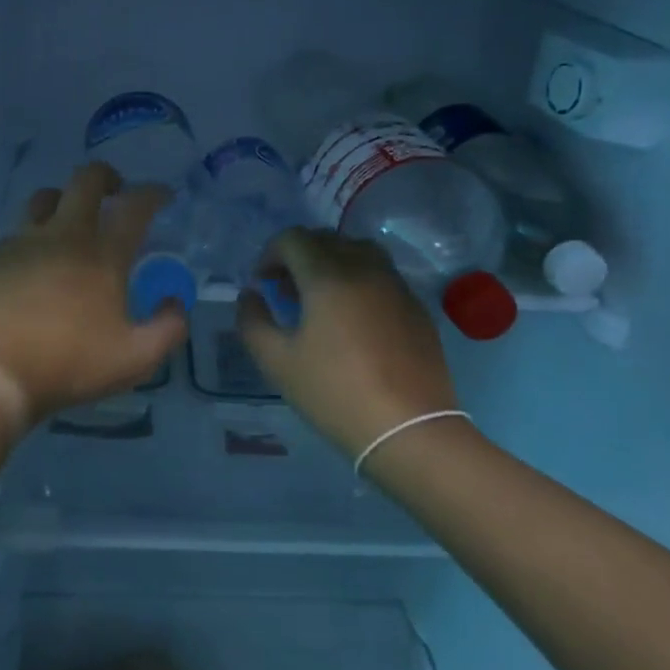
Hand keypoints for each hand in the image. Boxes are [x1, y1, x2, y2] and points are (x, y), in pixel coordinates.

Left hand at [0, 163, 188, 421]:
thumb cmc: (69, 364)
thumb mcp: (135, 359)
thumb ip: (168, 328)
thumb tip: (175, 301)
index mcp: (103, 255)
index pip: (135, 206)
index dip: (153, 193)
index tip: (163, 196)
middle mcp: (65, 235)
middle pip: (86, 180)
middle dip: (106, 176)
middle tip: (115, 192)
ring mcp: (25, 241)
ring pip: (45, 196)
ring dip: (64, 199)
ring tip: (70, 219)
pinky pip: (18, 231)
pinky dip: (33, 235)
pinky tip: (34, 260)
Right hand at [237, 228, 461, 456]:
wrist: (410, 430)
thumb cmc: (335, 393)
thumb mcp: (277, 362)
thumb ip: (253, 321)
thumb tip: (251, 295)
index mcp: (328, 276)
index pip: (293, 239)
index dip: (270, 254)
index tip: (263, 284)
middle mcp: (365, 268)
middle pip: (326, 239)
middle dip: (299, 257)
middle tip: (286, 291)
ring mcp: (396, 286)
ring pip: (359, 251)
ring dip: (332, 262)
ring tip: (322, 299)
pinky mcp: (417, 308)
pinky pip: (382, 276)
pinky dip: (360, 281)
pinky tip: (354, 320)